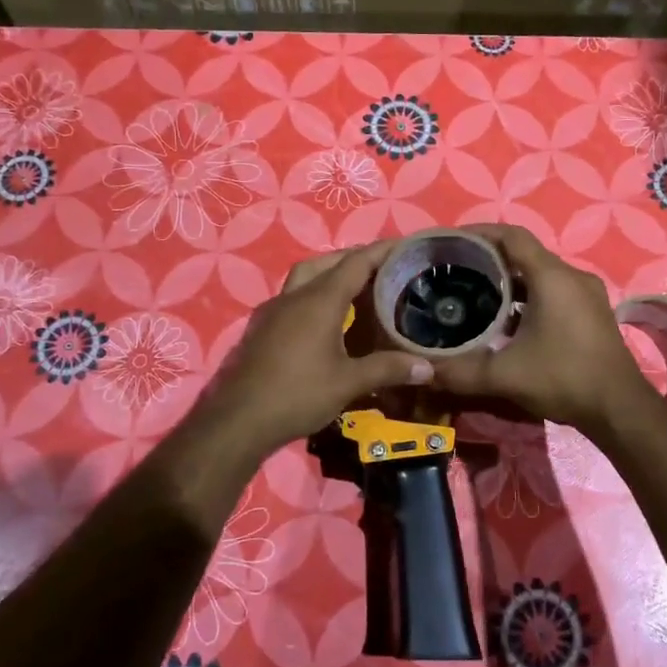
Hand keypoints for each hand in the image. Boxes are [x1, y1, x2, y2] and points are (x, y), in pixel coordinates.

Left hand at [196, 242, 433, 453]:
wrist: (238, 419)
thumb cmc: (298, 395)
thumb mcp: (348, 383)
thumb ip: (387, 369)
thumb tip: (428, 367)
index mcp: (319, 300)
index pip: (356, 263)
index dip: (381, 251)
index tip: (404, 246)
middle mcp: (295, 296)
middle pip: (327, 263)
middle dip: (355, 259)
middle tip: (383, 268)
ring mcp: (273, 310)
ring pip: (305, 277)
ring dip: (329, 274)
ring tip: (355, 289)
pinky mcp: (261, 327)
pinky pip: (292, 297)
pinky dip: (312, 295)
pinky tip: (324, 319)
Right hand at [430, 225, 650, 433]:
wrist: (620, 409)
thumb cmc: (564, 379)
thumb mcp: (506, 376)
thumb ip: (461, 371)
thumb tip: (423, 371)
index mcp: (552, 277)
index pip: (512, 236)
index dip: (480, 233)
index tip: (452, 242)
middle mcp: (572, 276)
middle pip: (525, 253)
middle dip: (490, 259)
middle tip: (456, 271)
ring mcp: (586, 294)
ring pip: (540, 274)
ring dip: (509, 280)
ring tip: (475, 294)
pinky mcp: (591, 313)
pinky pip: (553, 290)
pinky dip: (528, 296)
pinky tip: (506, 321)